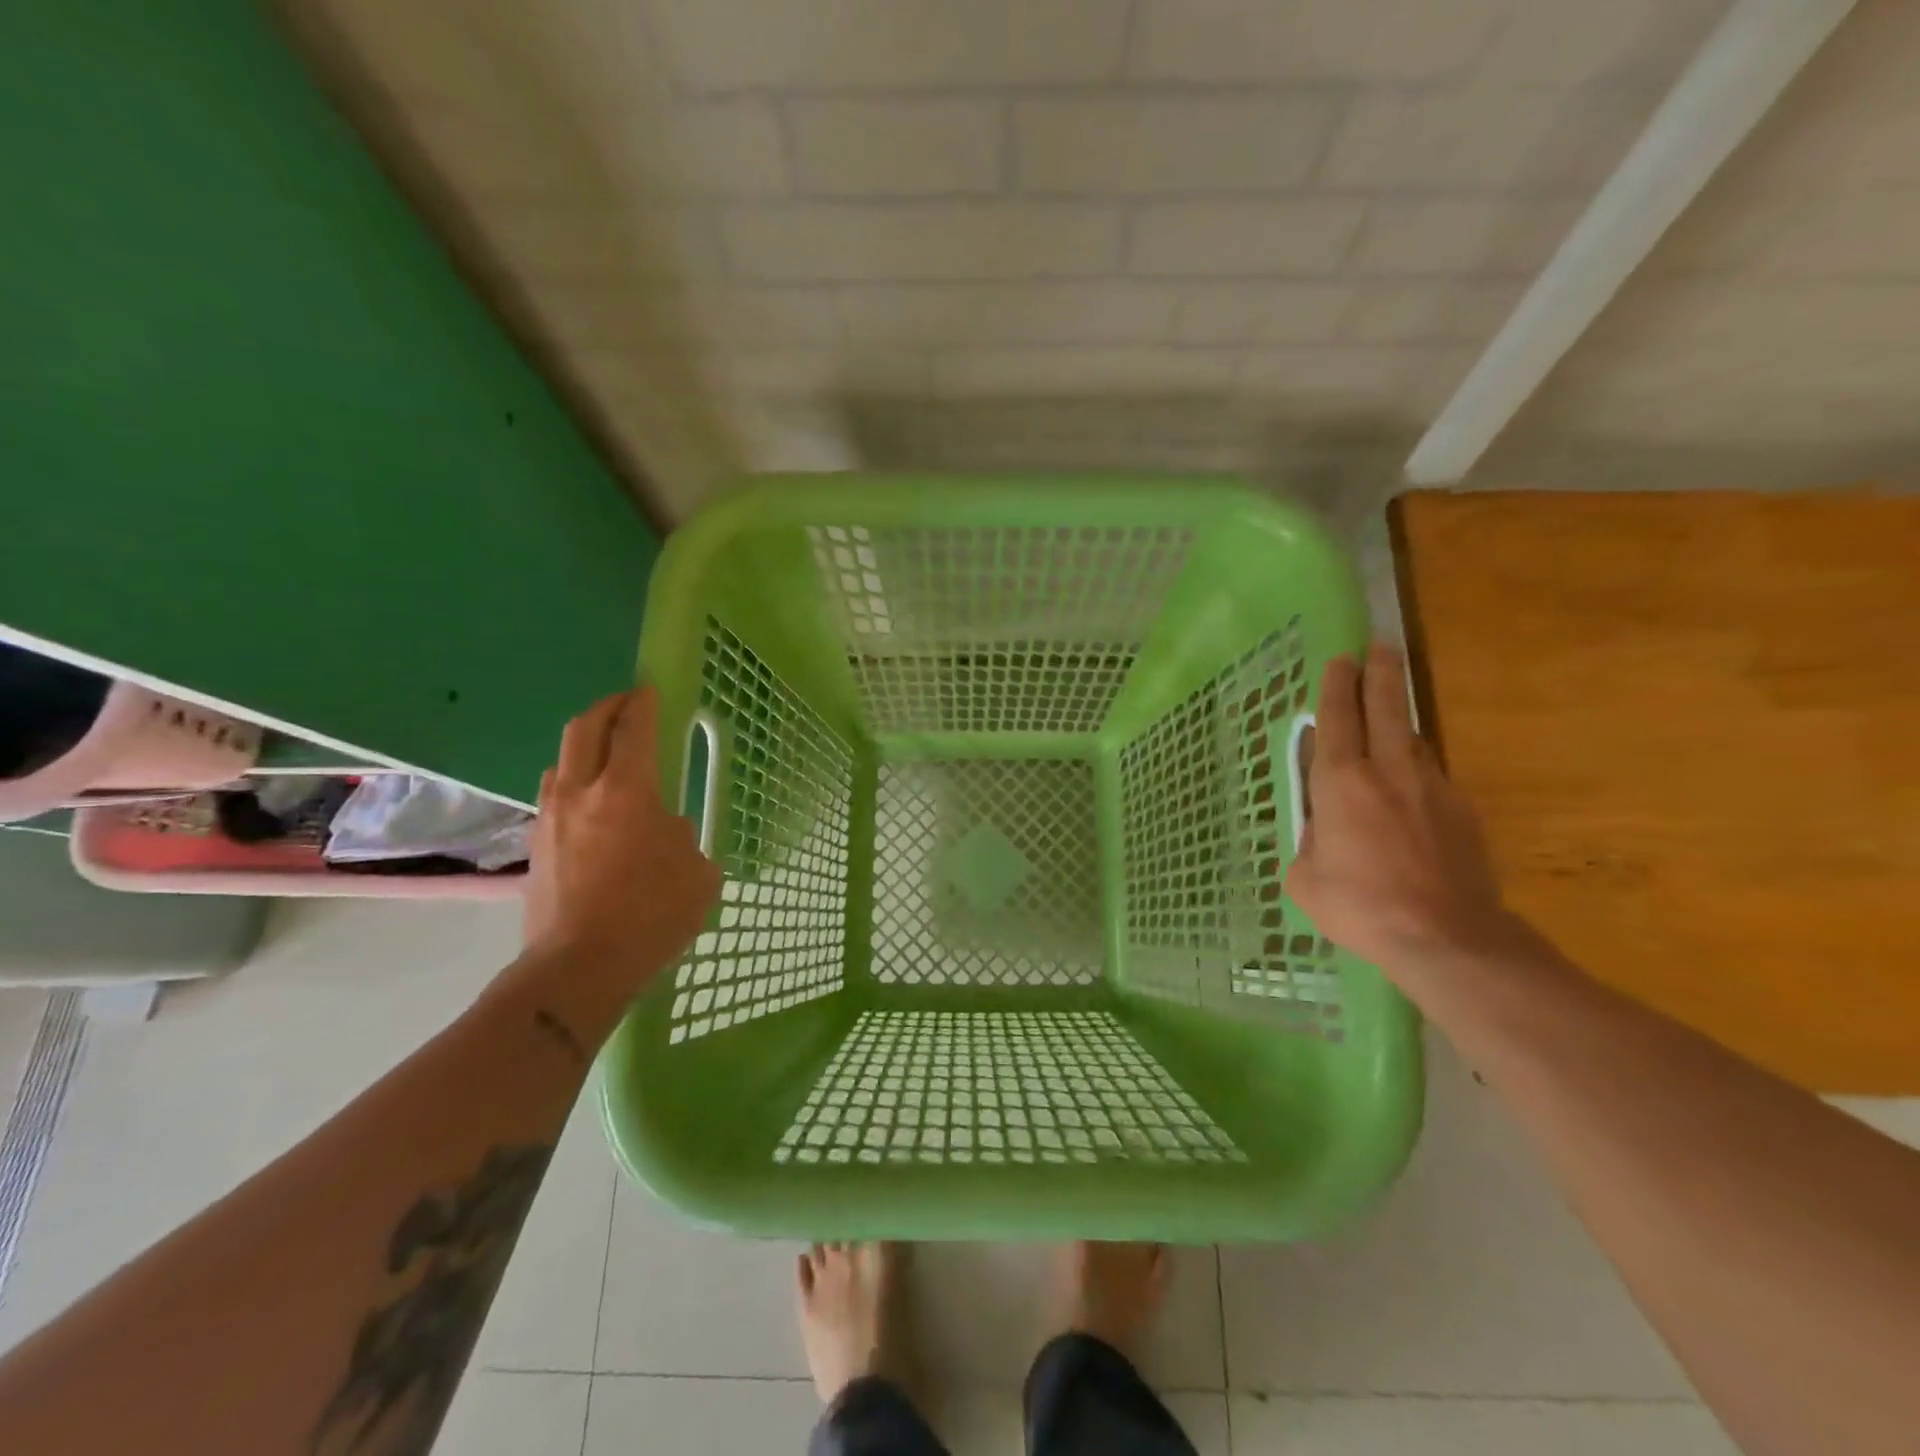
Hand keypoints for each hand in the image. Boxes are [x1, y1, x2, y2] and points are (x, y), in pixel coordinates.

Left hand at [522, 688, 721, 999]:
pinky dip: (574, 782)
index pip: (632, 728)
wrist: (577, 967)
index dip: (643, 703)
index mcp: (626, 791)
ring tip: (606, 754)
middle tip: (626, 705)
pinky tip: (590, 804)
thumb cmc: (650, 914)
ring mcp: (551, 817)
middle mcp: (581, 792)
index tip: (649, 690)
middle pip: (585, 729)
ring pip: (562, 761)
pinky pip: (554, 795)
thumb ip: (683, 837)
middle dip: (607, 708)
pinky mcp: (536, 845)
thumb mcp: (697, 872)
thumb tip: (664, 828)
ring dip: (585, 745)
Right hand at [1285, 645, 1512, 974]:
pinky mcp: (1462, 811)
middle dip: (1381, 674)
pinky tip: (1412, 791)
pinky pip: (1433, 777)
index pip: (1336, 720)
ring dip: (1401, 722)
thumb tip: (1322, 831)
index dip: (1336, 687)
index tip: (1340, 659)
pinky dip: (1418, 772)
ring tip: (1391, 718)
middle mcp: (1387, 772)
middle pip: (1386, 708)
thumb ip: (1309, 843)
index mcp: (1340, 784)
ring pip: (1414, 740)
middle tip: (1380, 647)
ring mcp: (1431, 788)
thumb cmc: (1360, 906)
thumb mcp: (1305, 879)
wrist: (1447, 937)